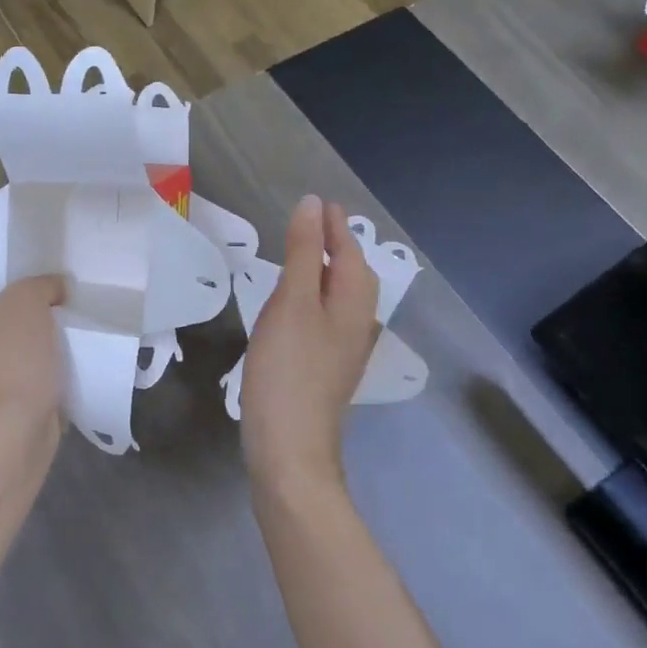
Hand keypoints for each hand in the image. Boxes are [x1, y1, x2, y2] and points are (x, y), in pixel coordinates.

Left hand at [0, 275, 66, 439]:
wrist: (18, 426)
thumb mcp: (28, 301)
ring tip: (65, 324)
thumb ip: (42, 284)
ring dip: (33, 341)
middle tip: (54, 297)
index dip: (1, 281)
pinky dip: (39, 366)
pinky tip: (64, 356)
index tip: (28, 278)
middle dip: (21, 311)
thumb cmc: (13, 356)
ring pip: (10, 346)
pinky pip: (22, 371)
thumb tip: (57, 286)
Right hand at [242, 196, 378, 493]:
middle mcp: (359, 323)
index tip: (319, 201)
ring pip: (342, 297)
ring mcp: (344, 349)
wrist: (289, 446)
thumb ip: (304, 253)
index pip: (350, 251)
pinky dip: (316, 295)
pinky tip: (298, 303)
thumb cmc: (288, 368)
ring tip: (305, 253)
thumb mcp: (293, 301)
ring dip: (327, 269)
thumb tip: (312, 205)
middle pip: (354, 274)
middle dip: (337, 244)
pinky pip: (328, 316)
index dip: (334, 225)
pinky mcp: (326, 367)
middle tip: (313, 221)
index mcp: (355, 303)